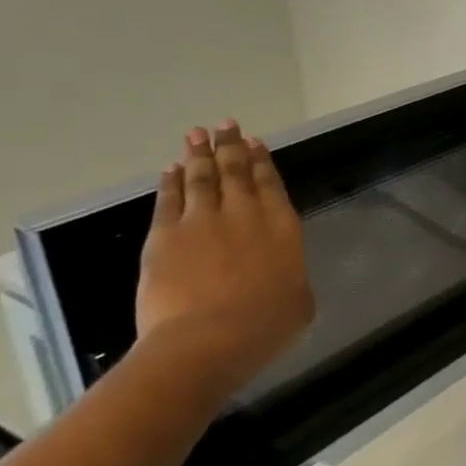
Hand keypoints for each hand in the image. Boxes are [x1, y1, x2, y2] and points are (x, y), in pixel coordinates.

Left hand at [136, 121, 313, 397]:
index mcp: (281, 225)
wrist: (208, 340)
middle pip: (235, 171)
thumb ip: (292, 278)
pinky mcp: (165, 237)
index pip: (270, 182)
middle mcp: (244, 213)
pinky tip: (170, 170)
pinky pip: (169, 201)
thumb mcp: (299, 302)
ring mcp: (202, 221)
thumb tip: (284, 277)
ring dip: (199, 154)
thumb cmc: (265, 326)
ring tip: (197, 134)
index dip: (261, 160)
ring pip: (201, 178)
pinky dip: (170, 182)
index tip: (254, 141)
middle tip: (225, 124)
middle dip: (230, 146)